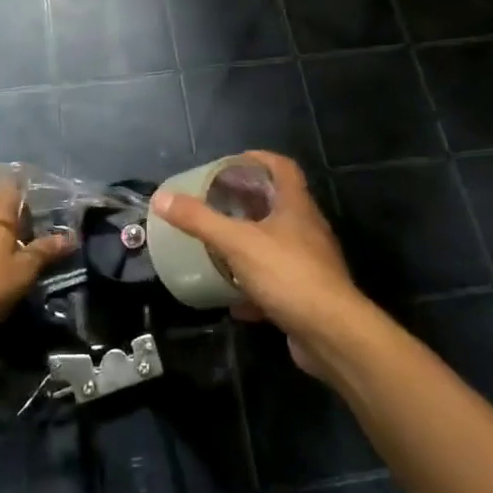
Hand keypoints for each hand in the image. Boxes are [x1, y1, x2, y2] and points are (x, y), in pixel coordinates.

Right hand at [152, 152, 368, 376]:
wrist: (331, 334)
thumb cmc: (288, 274)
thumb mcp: (237, 242)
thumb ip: (199, 220)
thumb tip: (161, 197)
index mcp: (296, 206)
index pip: (282, 168)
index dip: (259, 159)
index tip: (231, 163)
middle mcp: (307, 229)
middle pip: (278, 204)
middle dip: (247, 201)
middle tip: (216, 202)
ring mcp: (310, 264)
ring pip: (277, 244)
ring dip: (250, 243)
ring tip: (219, 245)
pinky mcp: (307, 295)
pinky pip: (276, 282)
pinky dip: (254, 287)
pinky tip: (232, 300)